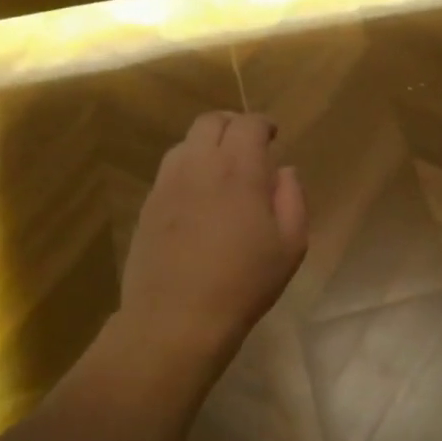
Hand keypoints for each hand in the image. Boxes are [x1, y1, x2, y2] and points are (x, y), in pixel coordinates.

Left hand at [117, 111, 307, 371]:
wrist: (176, 318)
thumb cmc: (244, 283)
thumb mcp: (290, 246)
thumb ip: (293, 199)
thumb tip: (284, 171)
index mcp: (239, 170)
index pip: (248, 124)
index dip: (263, 124)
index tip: (272, 135)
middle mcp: (199, 165)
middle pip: (211, 122)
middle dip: (233, 125)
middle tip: (248, 146)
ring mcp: (167, 184)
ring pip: (185, 143)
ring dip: (207, 145)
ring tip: (222, 169)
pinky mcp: (148, 205)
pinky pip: (169, 170)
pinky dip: (188, 168)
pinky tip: (199, 196)